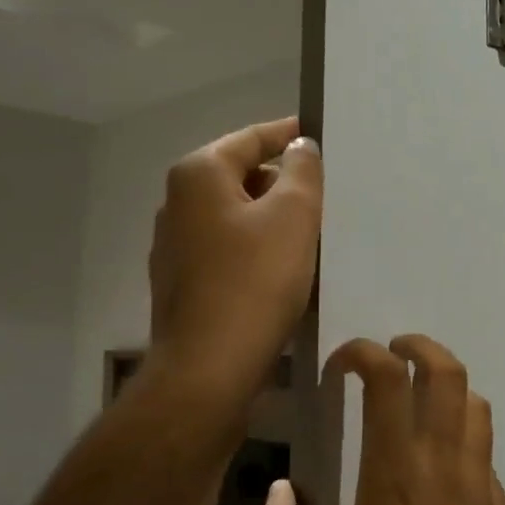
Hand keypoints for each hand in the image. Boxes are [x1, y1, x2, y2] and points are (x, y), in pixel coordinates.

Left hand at [147, 117, 322, 414]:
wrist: (209, 369)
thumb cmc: (254, 281)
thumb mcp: (293, 215)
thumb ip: (302, 171)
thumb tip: (300, 147)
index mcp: (199, 175)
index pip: (252, 138)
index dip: (291, 135)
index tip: (323, 136)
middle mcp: (178, 202)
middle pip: (242, 175)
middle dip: (285, 181)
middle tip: (328, 193)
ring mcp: (176, 245)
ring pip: (237, 215)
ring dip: (272, 218)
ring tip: (314, 231)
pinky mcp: (183, 282)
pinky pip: (228, 248)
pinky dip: (256, 248)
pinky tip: (285, 269)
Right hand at [251, 336, 504, 504]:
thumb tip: (277, 491)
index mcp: (396, 472)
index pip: (387, 378)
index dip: (361, 353)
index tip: (338, 367)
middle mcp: (444, 464)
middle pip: (446, 371)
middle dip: (418, 346)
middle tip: (391, 353)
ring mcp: (481, 484)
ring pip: (475, 403)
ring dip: (446, 385)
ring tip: (418, 399)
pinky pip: (484, 449)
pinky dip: (462, 433)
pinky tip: (439, 466)